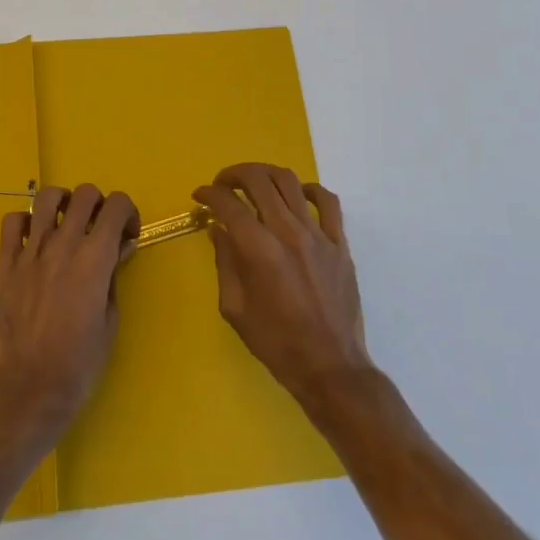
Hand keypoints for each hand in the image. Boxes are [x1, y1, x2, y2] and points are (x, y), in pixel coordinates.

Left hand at [0, 183, 138, 430]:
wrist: (28, 388)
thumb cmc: (78, 362)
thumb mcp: (110, 319)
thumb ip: (113, 276)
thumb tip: (118, 249)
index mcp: (95, 258)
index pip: (117, 205)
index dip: (128, 212)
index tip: (127, 234)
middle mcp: (63, 244)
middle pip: (85, 194)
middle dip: (99, 204)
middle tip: (98, 229)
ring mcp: (30, 252)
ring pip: (47, 198)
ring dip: (63, 203)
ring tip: (66, 223)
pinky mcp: (5, 264)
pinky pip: (12, 223)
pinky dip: (26, 222)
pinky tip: (33, 239)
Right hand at [194, 164, 371, 407]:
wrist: (329, 365)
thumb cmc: (275, 342)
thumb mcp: (235, 308)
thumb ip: (225, 262)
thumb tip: (218, 229)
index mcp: (258, 249)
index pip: (228, 204)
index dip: (209, 194)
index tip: (200, 197)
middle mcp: (287, 231)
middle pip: (258, 180)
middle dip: (234, 174)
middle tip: (223, 185)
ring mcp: (317, 234)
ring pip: (290, 181)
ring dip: (265, 174)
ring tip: (254, 184)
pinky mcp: (339, 243)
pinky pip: (327, 201)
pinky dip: (309, 190)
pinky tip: (297, 196)